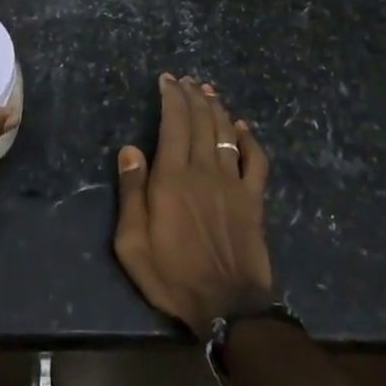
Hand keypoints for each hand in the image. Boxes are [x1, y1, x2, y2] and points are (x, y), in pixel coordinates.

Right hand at [113, 74, 273, 337]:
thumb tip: (129, 149)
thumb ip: (131, 192)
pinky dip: (250, 139)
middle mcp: (204, 170)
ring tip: (209, 92)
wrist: (227, 306)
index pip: (173, 123)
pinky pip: (256, 160)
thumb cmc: (172, 275)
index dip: (171, 97)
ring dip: (217, 109)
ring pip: (226, 133)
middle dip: (192, 96)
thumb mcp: (132, 242)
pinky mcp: (254, 199)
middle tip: (187, 80)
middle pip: (201, 121)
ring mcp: (233, 183)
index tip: (167, 79)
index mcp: (172, 177)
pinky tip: (243, 127)